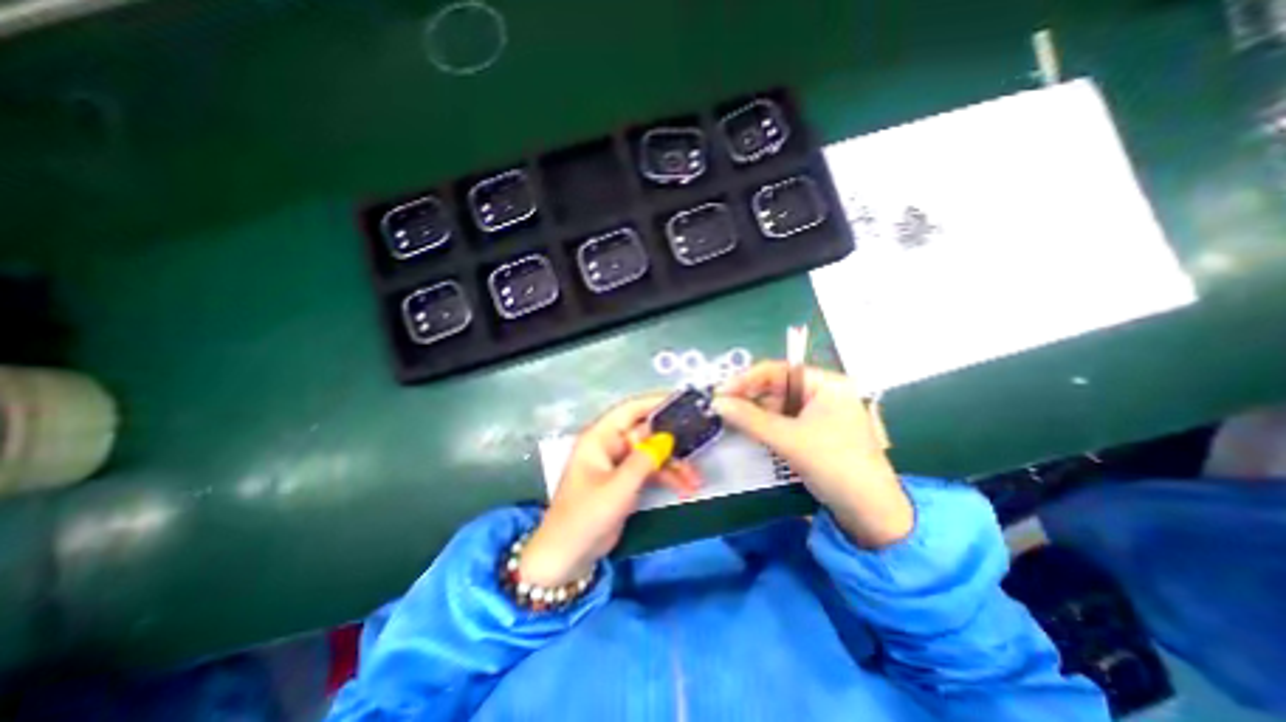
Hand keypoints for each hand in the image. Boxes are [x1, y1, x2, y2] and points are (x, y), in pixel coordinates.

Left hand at [522, 395, 702, 586]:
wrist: (567, 558)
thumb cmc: (585, 517)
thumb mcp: (618, 488)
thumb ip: (644, 460)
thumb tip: (668, 437)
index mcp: (599, 438)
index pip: (630, 409)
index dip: (655, 402)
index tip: (683, 401)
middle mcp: (610, 445)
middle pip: (646, 433)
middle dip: (672, 441)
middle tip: (699, 444)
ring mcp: (619, 464)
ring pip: (652, 454)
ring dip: (674, 465)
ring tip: (696, 480)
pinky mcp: (625, 481)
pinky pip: (651, 471)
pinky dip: (668, 478)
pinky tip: (685, 489)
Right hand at [712, 360, 912, 547]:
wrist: (871, 515)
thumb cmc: (835, 465)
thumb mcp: (789, 440)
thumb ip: (750, 419)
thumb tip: (717, 403)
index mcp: (826, 384)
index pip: (779, 371)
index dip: (747, 379)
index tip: (721, 392)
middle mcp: (823, 394)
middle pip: (777, 388)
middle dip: (749, 397)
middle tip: (721, 408)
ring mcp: (819, 415)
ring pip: (777, 406)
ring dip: (754, 413)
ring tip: (728, 419)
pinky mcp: (813, 434)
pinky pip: (783, 422)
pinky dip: (764, 426)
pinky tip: (747, 431)